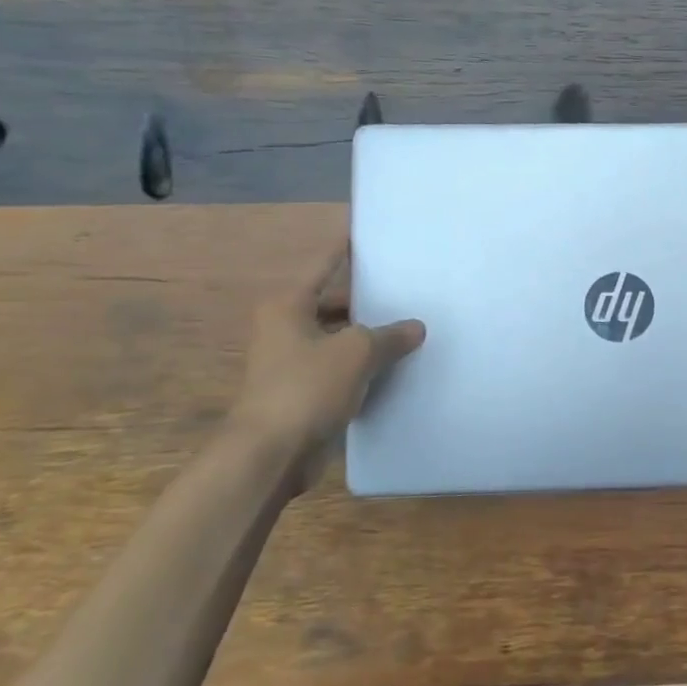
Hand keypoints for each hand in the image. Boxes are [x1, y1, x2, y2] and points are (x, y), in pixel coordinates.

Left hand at [227, 246, 424, 486]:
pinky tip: (396, 367)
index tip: (367, 232)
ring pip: (339, 338)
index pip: (324, 264)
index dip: (347, 248)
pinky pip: (340, 369)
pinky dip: (363, 367)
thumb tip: (416, 327)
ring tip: (412, 328)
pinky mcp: (302, 392)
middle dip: (370, 300)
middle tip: (409, 290)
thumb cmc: (307, 387)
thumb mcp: (357, 352)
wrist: (270, 454)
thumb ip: (390, 335)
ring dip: (369, 337)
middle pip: (335, 303)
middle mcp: (286, 327)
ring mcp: (292, 362)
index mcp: (289, 305)